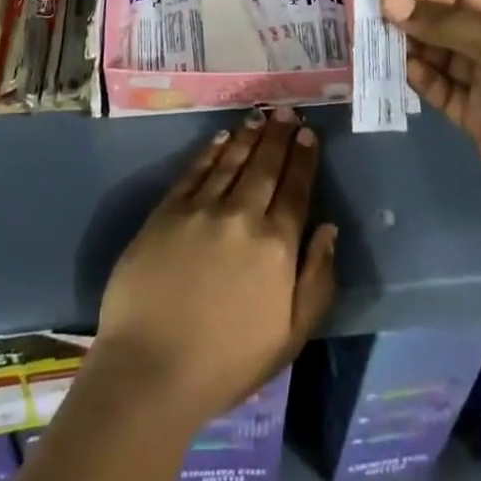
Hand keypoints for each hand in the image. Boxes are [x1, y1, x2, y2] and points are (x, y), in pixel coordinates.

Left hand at [93, 108, 337, 431]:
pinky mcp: (169, 209)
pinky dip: (211, 150)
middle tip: (287, 110)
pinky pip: (196, 170)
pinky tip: (221, 137)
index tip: (309, 133)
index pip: (296, 189)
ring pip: (232, 160)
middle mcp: (243, 215)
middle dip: (280, 135)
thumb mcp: (289, 337)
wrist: (151, 369)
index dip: (303, 158)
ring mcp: (203, 208)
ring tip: (260, 116)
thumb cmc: (226, 363)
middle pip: (266, 165)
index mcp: (276, 246)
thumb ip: (316, 281)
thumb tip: (329, 229)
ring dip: (249, 135)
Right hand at [382, 0, 480, 228]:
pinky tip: (395, 66)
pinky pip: (437, 85)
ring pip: (438, 52)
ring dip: (409, 44)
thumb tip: (389, 1)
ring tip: (374, 37)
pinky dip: (417, 75)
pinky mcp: (470, 111)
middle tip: (372, 12)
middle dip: (413, 14)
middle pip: (447, 19)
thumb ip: (443, 22)